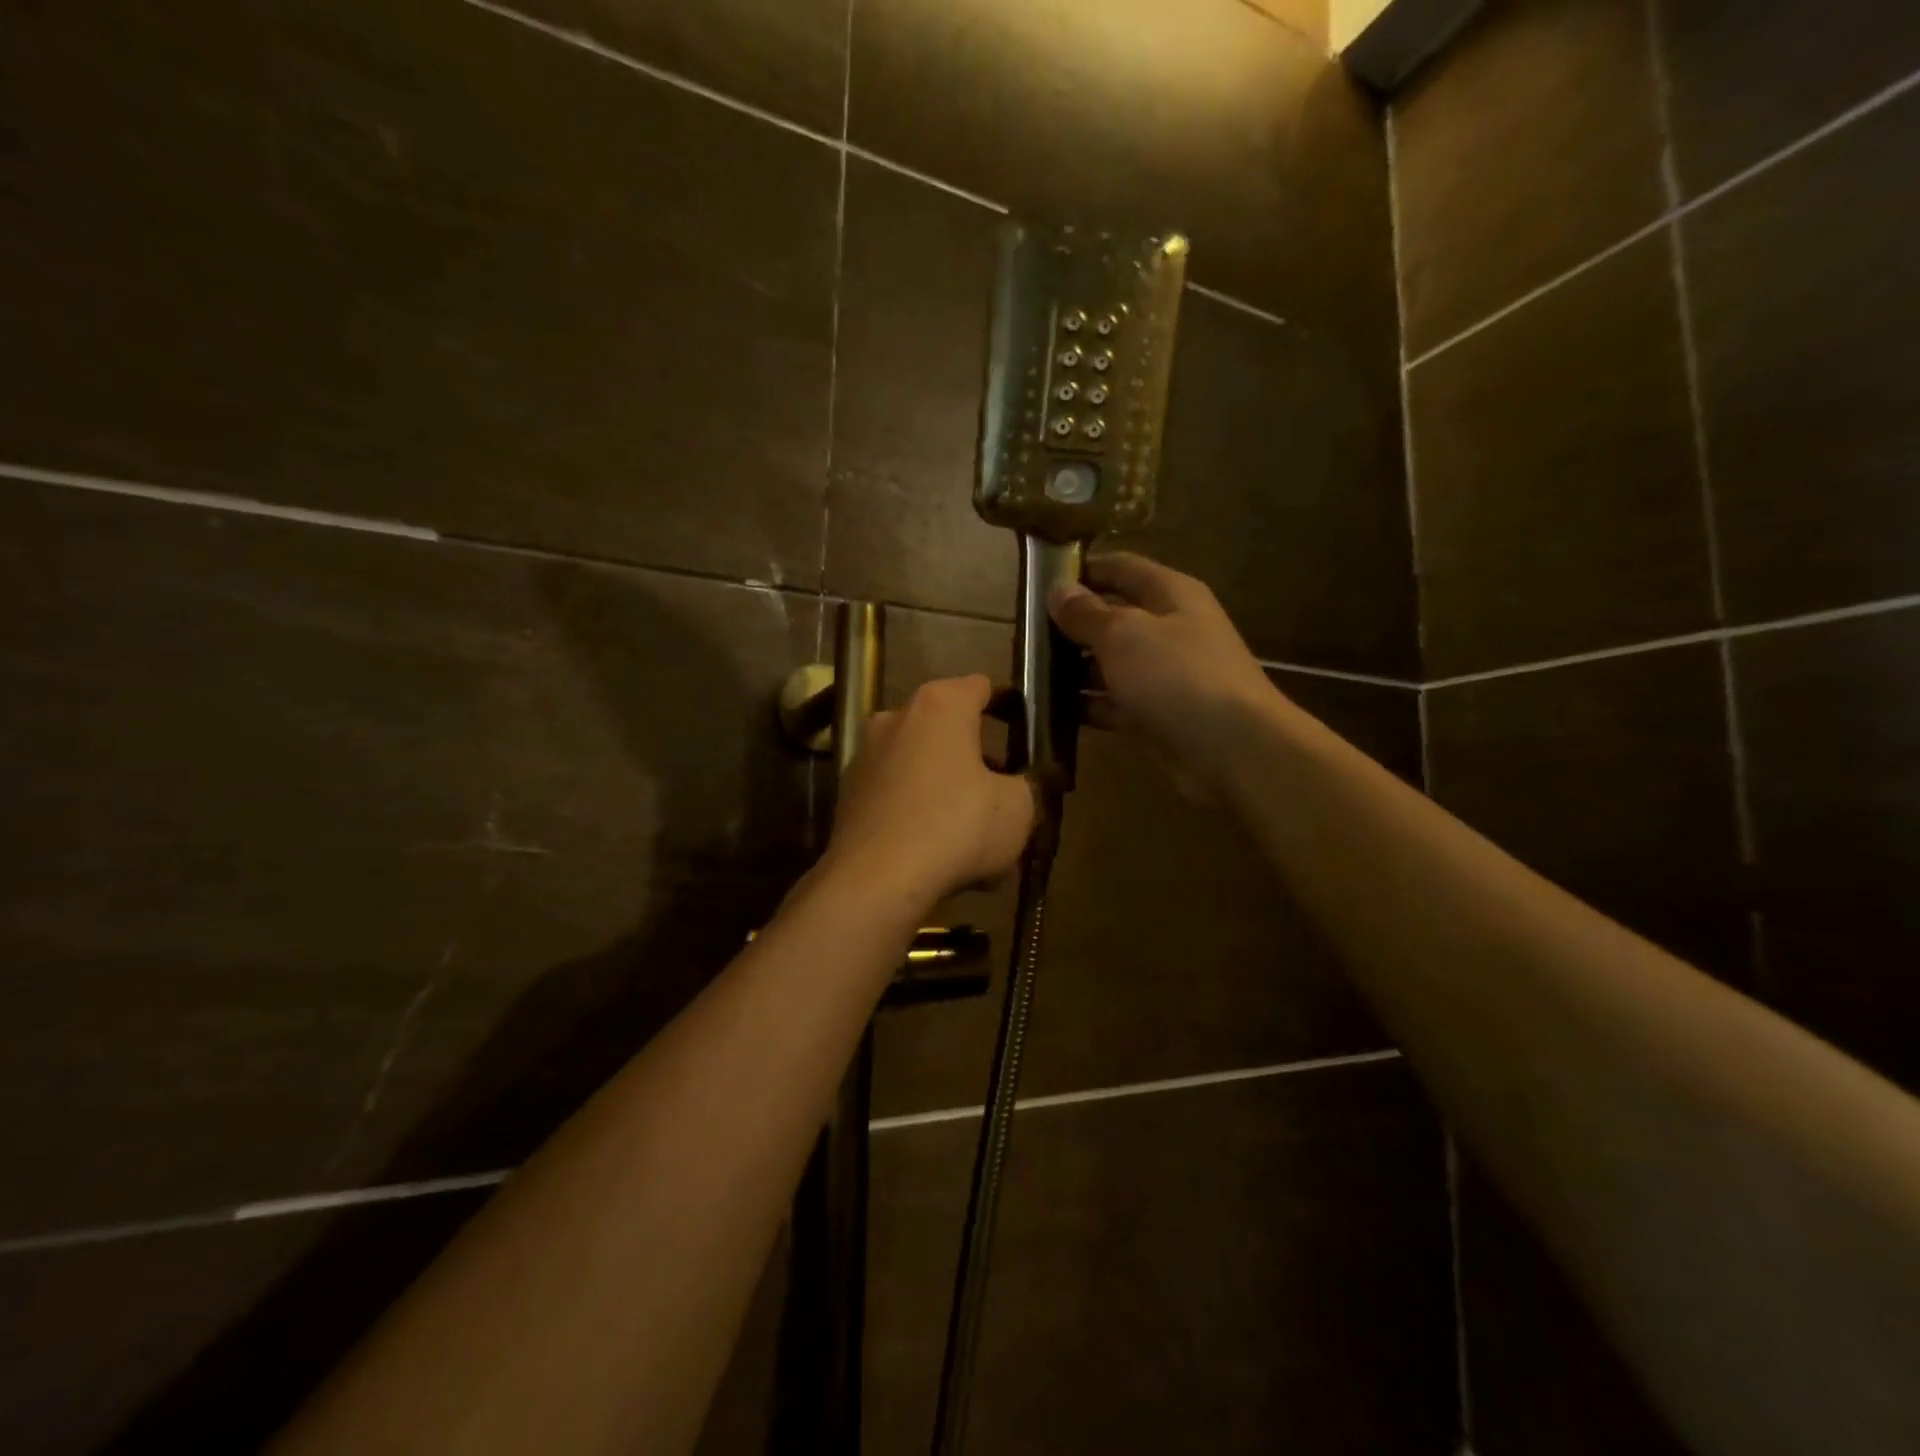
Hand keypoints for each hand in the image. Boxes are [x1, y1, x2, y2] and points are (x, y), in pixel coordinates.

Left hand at [825, 675, 1035, 907]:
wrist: (875, 880)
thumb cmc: (956, 827)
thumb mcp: (1018, 808)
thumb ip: (1029, 786)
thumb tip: (1023, 786)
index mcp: (940, 705)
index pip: (981, 687)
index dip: (1009, 706)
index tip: (1026, 732)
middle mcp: (896, 718)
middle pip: (948, 729)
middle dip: (977, 757)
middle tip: (1004, 791)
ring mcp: (867, 755)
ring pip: (922, 765)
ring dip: (949, 788)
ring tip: (974, 833)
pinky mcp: (849, 794)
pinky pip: (899, 795)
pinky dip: (920, 812)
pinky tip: (939, 851)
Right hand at [1049, 552, 1278, 791]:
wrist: (1232, 749)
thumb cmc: (1177, 676)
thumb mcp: (1124, 635)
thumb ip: (1087, 613)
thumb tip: (1058, 590)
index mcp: (1170, 595)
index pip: (1120, 568)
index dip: (1082, 570)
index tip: (1038, 581)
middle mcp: (1169, 630)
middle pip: (1113, 617)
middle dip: (1071, 625)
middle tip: (1024, 634)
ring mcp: (1163, 675)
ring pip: (1110, 663)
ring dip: (1073, 669)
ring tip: (1028, 672)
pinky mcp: (1155, 714)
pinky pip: (1113, 702)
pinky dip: (1086, 705)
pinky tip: (1050, 710)